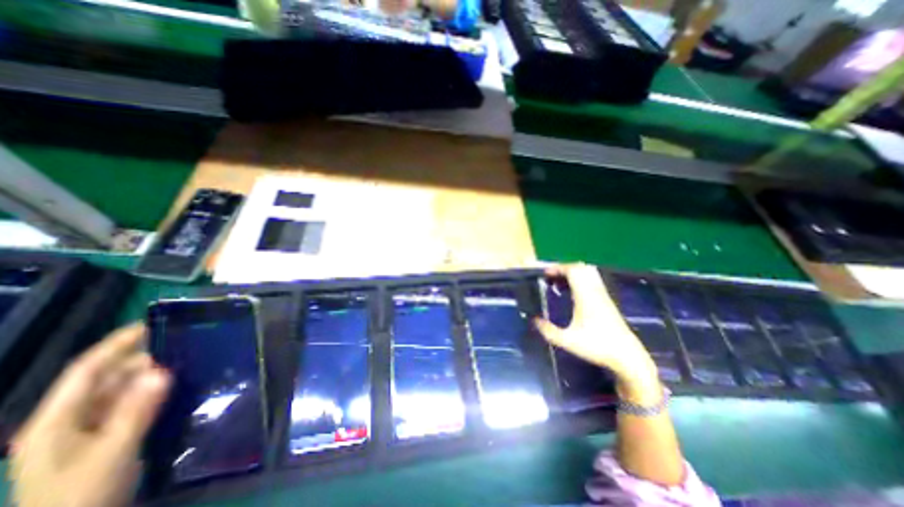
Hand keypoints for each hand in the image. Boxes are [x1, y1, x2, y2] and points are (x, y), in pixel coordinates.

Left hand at [9, 326, 169, 506]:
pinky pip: (134, 406)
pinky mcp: (110, 439)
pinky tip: (180, 388)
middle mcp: (71, 420)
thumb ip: (136, 411)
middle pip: (109, 378)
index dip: (117, 344)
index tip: (153, 324)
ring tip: (190, 360)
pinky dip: (155, 394)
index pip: (87, 370)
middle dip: (144, 358)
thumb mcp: (111, 454)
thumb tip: (164, 370)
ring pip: (123, 392)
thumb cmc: (80, 499)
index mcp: (57, 420)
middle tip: (186, 343)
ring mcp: (90, 432)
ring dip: (153, 376)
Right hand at [536, 265, 658, 400]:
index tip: (545, 274)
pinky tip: (571, 293)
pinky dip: (580, 280)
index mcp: (585, 296)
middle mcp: (595, 291)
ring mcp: (602, 295)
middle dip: (563, 268)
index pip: (573, 271)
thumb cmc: (597, 346)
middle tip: (551, 277)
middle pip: (580, 268)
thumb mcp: (567, 341)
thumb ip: (548, 331)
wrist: (628, 356)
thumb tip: (534, 320)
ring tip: (559, 283)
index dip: (558, 268)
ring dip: (572, 274)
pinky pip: (591, 281)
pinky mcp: (606, 301)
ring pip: (588, 273)